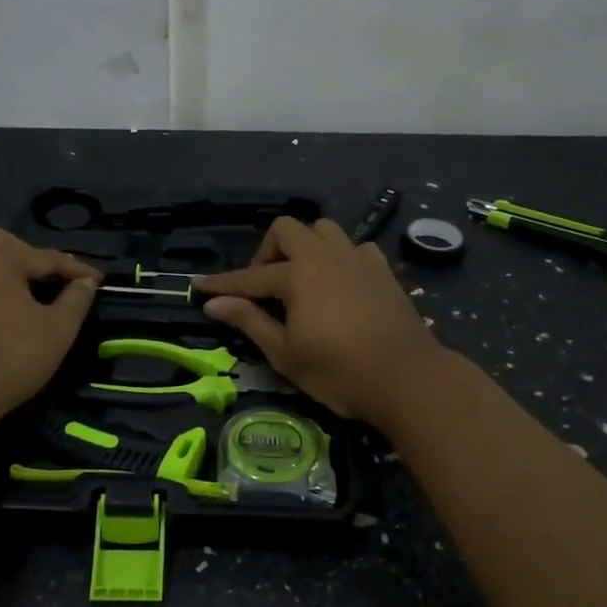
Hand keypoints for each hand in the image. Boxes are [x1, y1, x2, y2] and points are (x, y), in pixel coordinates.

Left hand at [0, 229, 99, 429]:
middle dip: (42, 268)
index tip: (100, 282)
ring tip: (38, 298)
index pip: (48, 258)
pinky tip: (6, 314)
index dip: (78, 271)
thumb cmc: (9, 358)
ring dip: (16, 280)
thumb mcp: (58, 329)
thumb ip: (77, 298)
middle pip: (15, 255)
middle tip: (66, 286)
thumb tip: (85, 282)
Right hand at [196, 217, 447, 422]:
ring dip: (305, 245)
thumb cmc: (339, 372)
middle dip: (267, 250)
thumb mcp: (285, 353)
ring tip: (301, 277)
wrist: (407, 378)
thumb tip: (213, 302)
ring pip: (324, 229)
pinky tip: (339, 281)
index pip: (250, 277)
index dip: (223, 284)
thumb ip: (249, 321)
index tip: (199, 286)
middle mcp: (325, 256)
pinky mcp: (382, 270)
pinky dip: (340, 257)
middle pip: (287, 229)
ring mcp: (358, 259)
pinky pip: (355, 247)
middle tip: (264, 285)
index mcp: (298, 275)